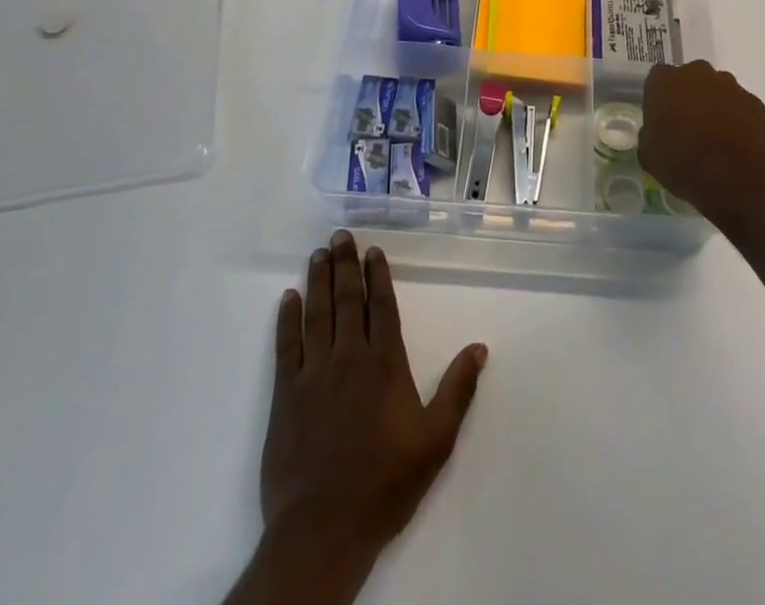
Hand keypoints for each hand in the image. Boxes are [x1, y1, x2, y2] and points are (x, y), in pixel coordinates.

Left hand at [261, 231, 487, 571]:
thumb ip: (458, 390)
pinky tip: (288, 297)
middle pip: (347, 300)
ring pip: (317, 314)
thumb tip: (479, 347)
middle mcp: (348, 357)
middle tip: (341, 236)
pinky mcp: (285, 395)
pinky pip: (286, 346)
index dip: (377, 275)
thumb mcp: (435, 441)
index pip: (381, 307)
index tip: (373, 250)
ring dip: (318, 280)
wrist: (323, 529)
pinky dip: (287, 319)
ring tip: (319, 254)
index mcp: (384, 364)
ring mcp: (313, 374)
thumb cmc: (384, 484)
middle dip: (345, 265)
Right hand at [640, 61, 764, 226]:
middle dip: (688, 96)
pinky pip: (740, 106)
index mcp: (665, 81)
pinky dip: (736, 118)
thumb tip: (655, 133)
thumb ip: (649, 135)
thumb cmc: (683, 162)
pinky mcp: (755, 103)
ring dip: (714, 105)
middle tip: (687, 125)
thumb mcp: (649, 155)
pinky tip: (734, 143)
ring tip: (714, 136)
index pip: (657, 79)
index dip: (659, 98)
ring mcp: (730, 86)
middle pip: (690, 78)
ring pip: (717, 90)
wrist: (736, 177)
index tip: (661, 118)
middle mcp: (697, 74)